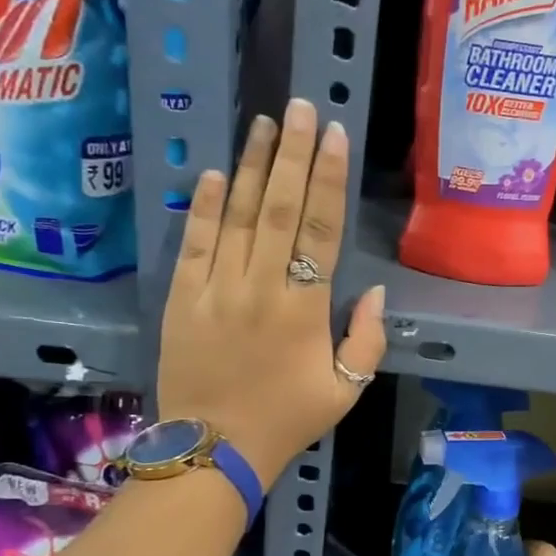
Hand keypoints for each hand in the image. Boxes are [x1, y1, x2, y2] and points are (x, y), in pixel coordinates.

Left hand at [156, 98, 385, 482]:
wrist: (215, 449)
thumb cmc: (288, 419)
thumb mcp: (347, 390)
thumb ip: (366, 339)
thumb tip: (373, 292)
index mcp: (304, 309)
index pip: (320, 229)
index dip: (327, 178)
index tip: (333, 135)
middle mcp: (260, 287)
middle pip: (277, 208)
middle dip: (291, 154)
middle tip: (298, 106)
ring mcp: (216, 290)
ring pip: (235, 216)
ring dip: (249, 166)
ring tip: (262, 123)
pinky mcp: (181, 299)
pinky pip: (194, 245)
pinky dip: (203, 207)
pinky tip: (212, 173)